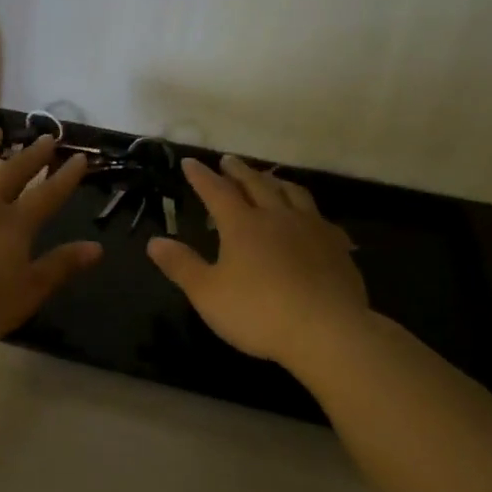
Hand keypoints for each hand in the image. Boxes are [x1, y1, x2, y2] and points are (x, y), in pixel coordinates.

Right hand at [147, 155, 369, 365]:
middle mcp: (277, 217)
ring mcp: (312, 229)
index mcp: (242, 225)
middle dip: (239, 171)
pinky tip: (312, 220)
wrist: (328, 331)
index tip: (190, 162)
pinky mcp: (337, 247)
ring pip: (293, 194)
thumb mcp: (207, 293)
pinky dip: (309, 212)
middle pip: (256, 184)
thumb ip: (181, 265)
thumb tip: (154, 241)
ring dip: (276, 182)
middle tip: (228, 160)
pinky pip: (322, 219)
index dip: (201, 176)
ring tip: (269, 179)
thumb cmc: (258, 312)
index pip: (216, 192)